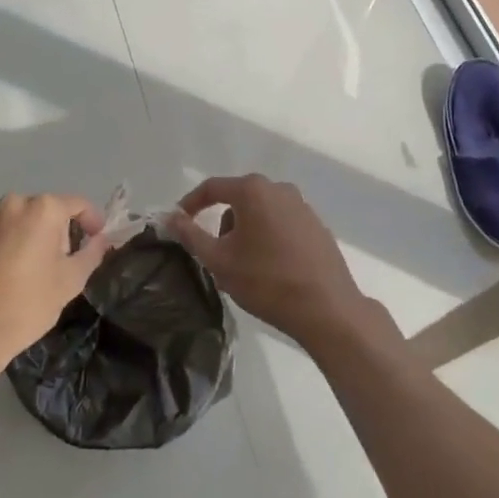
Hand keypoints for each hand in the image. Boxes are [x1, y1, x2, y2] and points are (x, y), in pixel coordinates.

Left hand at [0, 193, 109, 374]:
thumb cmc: (28, 305)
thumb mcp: (71, 281)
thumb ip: (92, 252)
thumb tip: (101, 238)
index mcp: (43, 208)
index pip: (77, 204)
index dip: (91, 221)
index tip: (95, 239)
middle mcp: (13, 202)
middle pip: (45, 210)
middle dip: (56, 230)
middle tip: (59, 262)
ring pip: (17, 218)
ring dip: (27, 234)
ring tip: (26, 267)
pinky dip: (2, 241)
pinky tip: (0, 269)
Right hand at [166, 174, 366, 349]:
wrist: (327, 309)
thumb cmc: (266, 281)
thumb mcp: (219, 260)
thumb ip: (191, 235)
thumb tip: (171, 217)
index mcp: (253, 190)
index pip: (212, 188)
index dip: (190, 203)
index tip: (179, 222)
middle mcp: (279, 189)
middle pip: (238, 199)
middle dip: (223, 223)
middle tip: (216, 254)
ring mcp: (302, 206)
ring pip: (261, 212)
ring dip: (247, 232)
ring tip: (246, 266)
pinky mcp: (317, 225)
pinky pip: (281, 223)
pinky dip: (269, 238)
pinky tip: (272, 268)